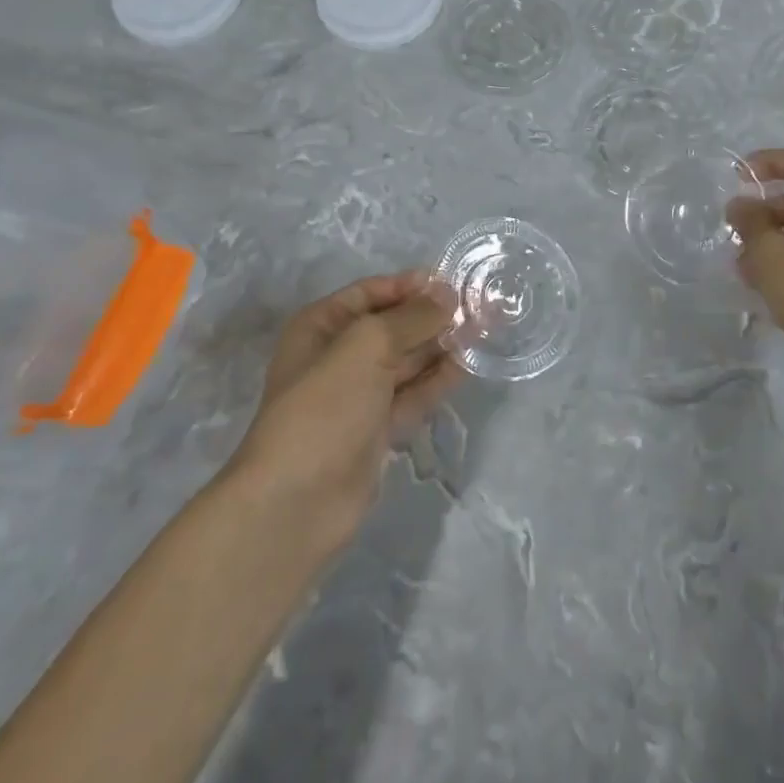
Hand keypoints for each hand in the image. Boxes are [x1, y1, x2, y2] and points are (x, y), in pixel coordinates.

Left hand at [226, 270, 462, 557]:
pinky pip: (415, 393)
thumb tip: (448, 295)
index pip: (372, 292)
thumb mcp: (367, 346)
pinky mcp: (379, 427)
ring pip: (408, 359)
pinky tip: (470, 364)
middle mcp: (339, 355)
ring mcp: (360, 394)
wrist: (298, 501)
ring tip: (485, 329)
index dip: (411, 285)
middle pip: (393, 325)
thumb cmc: (325, 408)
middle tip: (481, 306)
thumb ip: (411, 317)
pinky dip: (440, 379)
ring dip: (442, 345)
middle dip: (433, 315)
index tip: (454, 281)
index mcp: (321, 327)